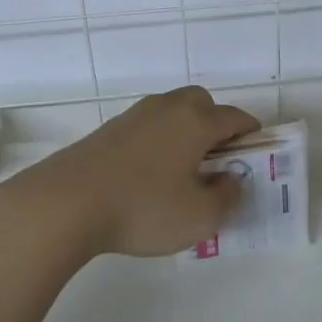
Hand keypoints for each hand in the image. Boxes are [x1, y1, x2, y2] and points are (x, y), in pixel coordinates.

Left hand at [0, 87, 259, 262]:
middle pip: (202, 103)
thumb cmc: (143, 208)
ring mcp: (134, 116)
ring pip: (172, 113)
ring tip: (181, 171)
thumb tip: (232, 179)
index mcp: (196, 121)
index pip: (236, 118)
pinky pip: (147, 127)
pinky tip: (147, 176)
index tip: (255, 157)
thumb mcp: (200, 217)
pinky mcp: (107, 131)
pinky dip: (157, 142)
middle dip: (216, 125)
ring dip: (184, 132)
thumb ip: (228, 197)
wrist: (65, 203)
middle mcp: (168, 108)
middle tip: (216, 160)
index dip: (251, 136)